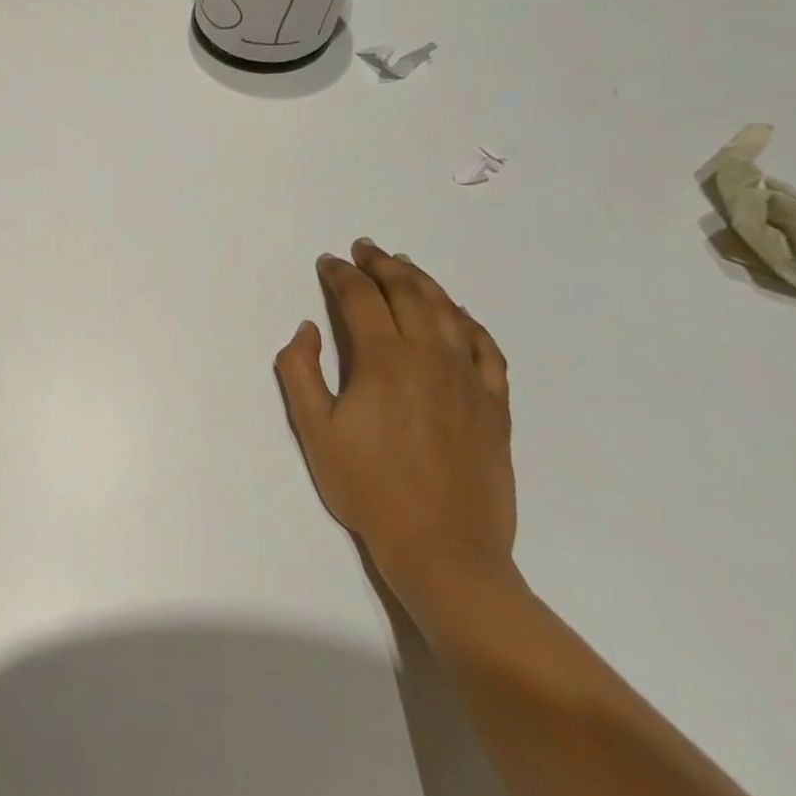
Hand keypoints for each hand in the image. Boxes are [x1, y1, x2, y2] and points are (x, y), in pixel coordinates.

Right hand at [274, 241, 515, 613]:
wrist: (443, 547)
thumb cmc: (368, 488)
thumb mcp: (314, 431)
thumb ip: (300, 372)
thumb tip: (308, 329)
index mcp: (384, 361)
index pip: (361, 299)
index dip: (342, 276)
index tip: (329, 262)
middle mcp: (430, 357)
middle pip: (409, 293)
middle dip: (383, 265)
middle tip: (365, 248)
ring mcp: (469, 379)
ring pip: (448, 312)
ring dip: (423, 282)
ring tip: (404, 266)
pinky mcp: (494, 403)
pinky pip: (485, 346)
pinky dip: (467, 321)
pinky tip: (457, 315)